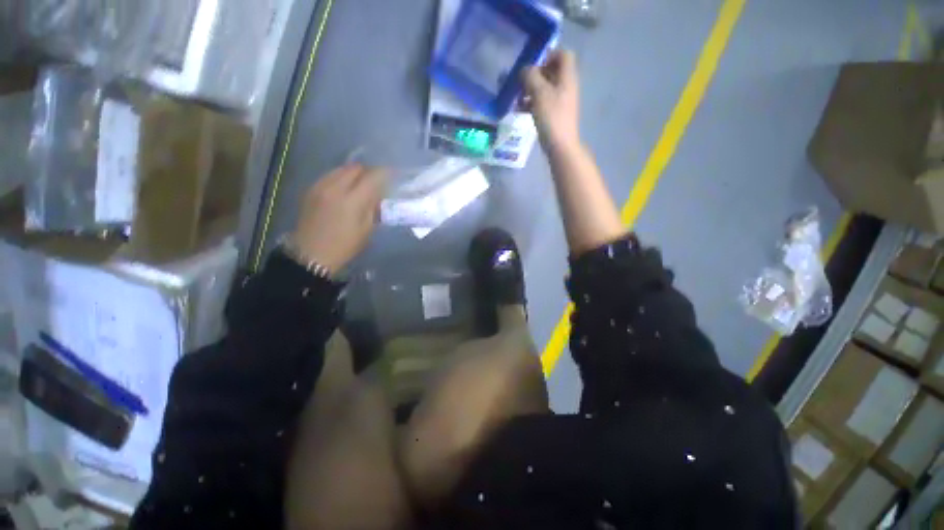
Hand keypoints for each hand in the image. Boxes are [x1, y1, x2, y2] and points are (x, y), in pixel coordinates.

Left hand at [292, 164, 386, 272]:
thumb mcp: (366, 229)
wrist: (311, 254)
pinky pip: (330, 175)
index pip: (373, 177)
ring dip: (355, 173)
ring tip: (360, 185)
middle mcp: (336, 187)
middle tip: (376, 182)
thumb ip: (373, 208)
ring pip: (342, 169)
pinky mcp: (311, 189)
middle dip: (369, 172)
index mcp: (353, 200)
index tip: (393, 175)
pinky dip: (341, 177)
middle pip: (357, 168)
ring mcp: (321, 186)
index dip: (385, 173)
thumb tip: (379, 194)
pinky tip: (344, 189)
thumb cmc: (344, 246)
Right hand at [522, 50, 580, 149]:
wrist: (560, 145)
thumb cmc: (551, 117)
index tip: (533, 64)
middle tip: (521, 82)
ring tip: (517, 98)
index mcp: (567, 77)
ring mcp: (560, 101)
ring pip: (545, 88)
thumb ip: (531, 77)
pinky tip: (520, 110)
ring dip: (530, 90)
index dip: (549, 55)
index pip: (563, 55)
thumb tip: (524, 69)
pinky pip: (542, 102)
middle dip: (535, 75)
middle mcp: (566, 86)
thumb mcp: (539, 93)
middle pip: (552, 72)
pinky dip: (532, 103)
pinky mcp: (554, 114)